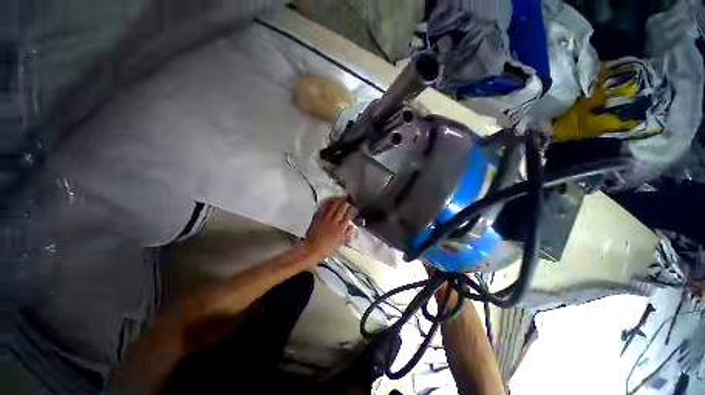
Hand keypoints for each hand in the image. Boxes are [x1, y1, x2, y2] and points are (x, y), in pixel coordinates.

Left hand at [303, 197, 356, 258]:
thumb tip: (352, 227)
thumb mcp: (339, 243)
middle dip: (346, 201)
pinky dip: (328, 203)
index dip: (352, 209)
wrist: (312, 249)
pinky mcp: (318, 218)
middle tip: (349, 197)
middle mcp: (334, 221)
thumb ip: (346, 234)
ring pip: (333, 206)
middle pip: (341, 208)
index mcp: (340, 228)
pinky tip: (330, 200)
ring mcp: (325, 218)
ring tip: (341, 196)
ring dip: (338, 200)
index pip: (348, 216)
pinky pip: (324, 208)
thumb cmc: (327, 249)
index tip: (354, 205)